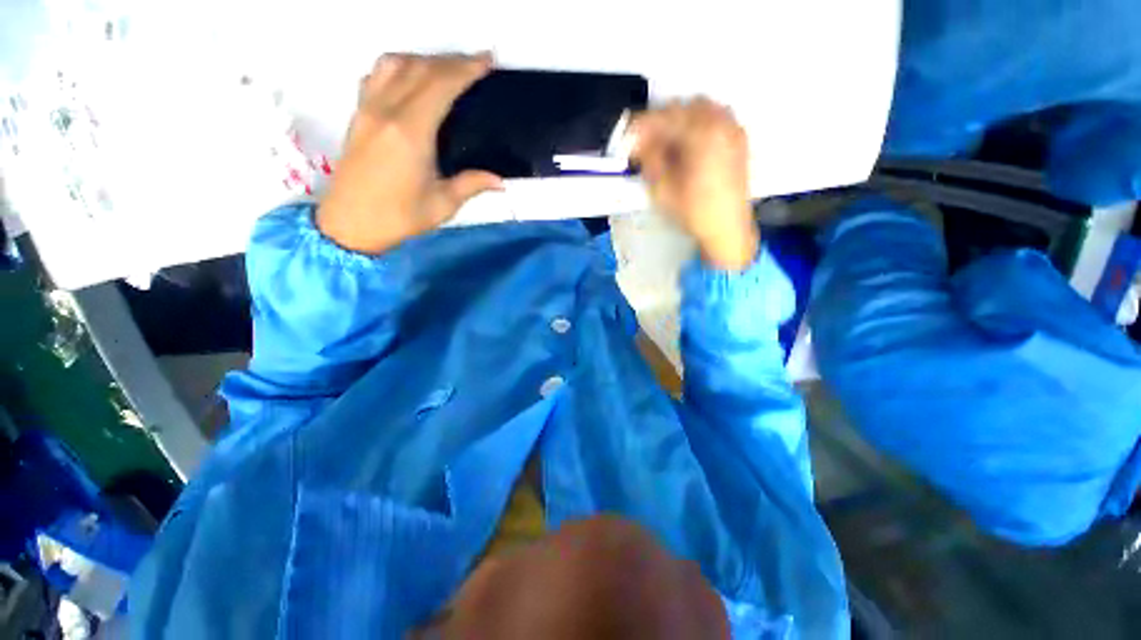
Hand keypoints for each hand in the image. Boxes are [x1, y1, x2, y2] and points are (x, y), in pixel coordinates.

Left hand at [316, 53, 503, 254]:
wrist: (349, 224)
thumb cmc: (399, 218)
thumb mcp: (442, 205)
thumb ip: (471, 185)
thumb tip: (500, 181)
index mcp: (410, 133)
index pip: (440, 85)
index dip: (465, 68)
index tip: (486, 61)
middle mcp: (386, 111)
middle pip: (420, 68)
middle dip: (451, 60)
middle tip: (476, 64)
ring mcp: (367, 109)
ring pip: (394, 64)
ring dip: (423, 59)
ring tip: (446, 69)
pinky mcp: (358, 115)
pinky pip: (376, 75)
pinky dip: (398, 67)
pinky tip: (411, 79)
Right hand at [631, 99, 757, 269]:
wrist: (728, 229)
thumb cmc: (693, 212)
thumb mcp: (662, 189)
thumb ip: (649, 160)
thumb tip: (639, 142)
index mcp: (701, 134)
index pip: (664, 118)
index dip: (640, 126)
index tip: (626, 138)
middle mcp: (720, 122)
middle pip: (682, 108)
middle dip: (659, 122)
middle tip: (644, 143)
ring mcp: (732, 129)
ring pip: (699, 109)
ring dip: (678, 121)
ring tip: (664, 143)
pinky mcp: (738, 139)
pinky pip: (714, 118)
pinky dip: (696, 124)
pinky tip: (686, 144)